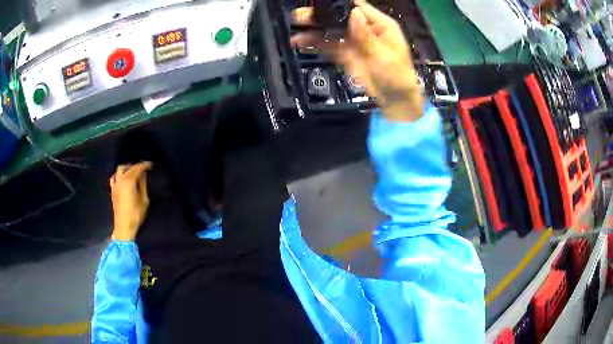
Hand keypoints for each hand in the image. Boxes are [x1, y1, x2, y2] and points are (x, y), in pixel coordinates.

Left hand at [109, 162, 152, 240]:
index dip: (144, 165)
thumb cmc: (136, 214)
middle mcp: (120, 180)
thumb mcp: (144, 200)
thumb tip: (143, 175)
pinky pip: (114, 178)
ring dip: (125, 169)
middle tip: (141, 169)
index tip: (151, 165)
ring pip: (118, 170)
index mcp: (129, 181)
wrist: (124, 226)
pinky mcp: (112, 191)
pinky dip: (118, 175)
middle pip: (126, 167)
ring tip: (131, 172)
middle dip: (134, 166)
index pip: (137, 168)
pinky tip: (122, 179)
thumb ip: (143, 185)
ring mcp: (115, 185)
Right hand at [291, 0, 422, 121]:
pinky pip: (329, 46)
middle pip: (340, 17)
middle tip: (301, 15)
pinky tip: (301, 42)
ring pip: (332, 31)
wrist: (395, 99)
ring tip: (297, 29)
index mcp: (380, 24)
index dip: (339, 4)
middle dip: (322, 16)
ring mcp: (354, 41)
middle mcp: (365, 29)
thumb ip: (367, 36)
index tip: (319, 4)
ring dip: (315, 29)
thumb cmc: (397, 76)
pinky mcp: (346, 53)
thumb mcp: (384, 55)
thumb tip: (354, 13)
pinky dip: (315, 44)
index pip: (358, 7)